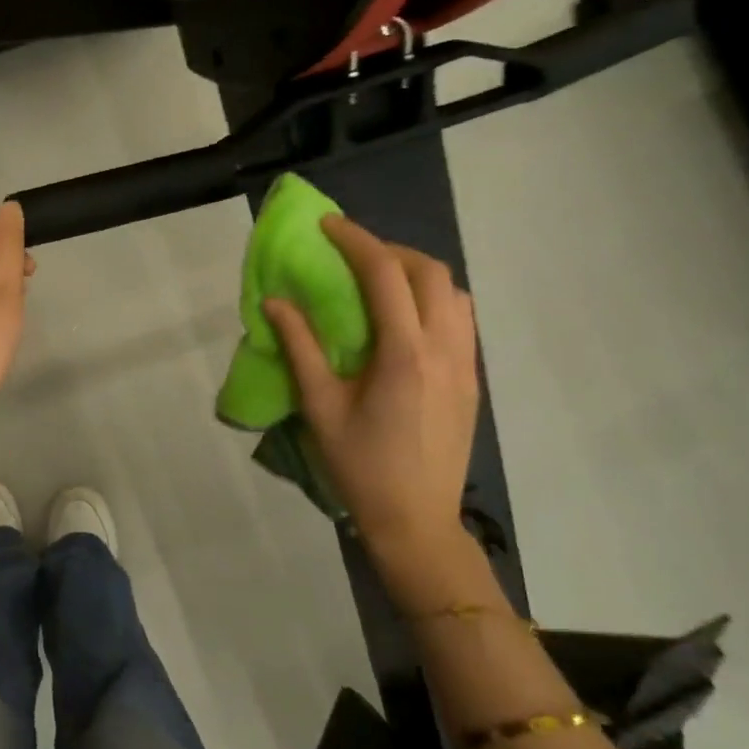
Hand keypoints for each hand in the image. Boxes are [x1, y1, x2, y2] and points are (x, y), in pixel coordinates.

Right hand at [263, 218, 478, 570]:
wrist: (418, 521)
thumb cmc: (361, 466)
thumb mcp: (321, 407)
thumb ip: (300, 347)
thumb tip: (275, 302)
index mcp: (405, 354)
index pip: (385, 275)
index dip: (356, 241)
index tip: (328, 226)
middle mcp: (444, 349)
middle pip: (431, 272)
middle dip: (390, 250)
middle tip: (352, 255)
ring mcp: (466, 364)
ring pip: (454, 293)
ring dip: (417, 273)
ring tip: (380, 283)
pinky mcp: (472, 380)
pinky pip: (460, 319)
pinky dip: (433, 299)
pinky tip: (403, 321)